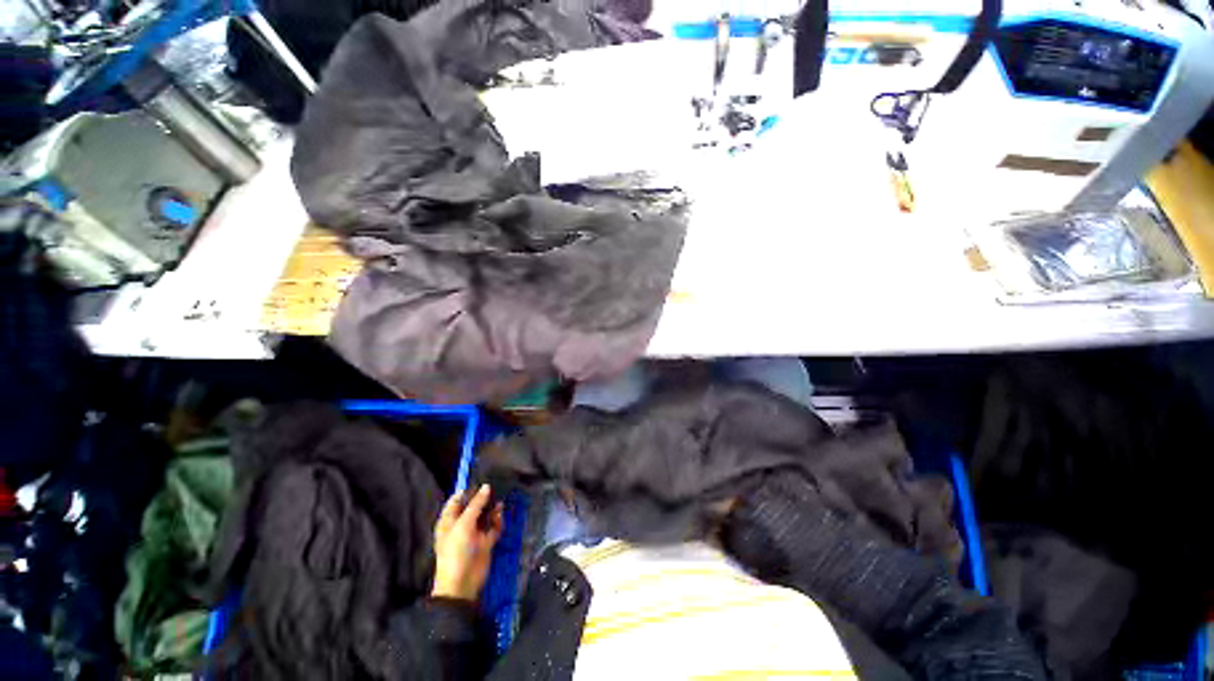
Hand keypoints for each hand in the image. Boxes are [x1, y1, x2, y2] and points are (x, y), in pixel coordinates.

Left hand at [432, 484, 503, 601]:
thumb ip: (476, 504)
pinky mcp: (486, 541)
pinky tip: (500, 516)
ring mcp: (474, 532)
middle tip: (495, 489)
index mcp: (449, 520)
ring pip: (485, 515)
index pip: (457, 500)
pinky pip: (494, 526)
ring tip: (498, 503)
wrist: (463, 582)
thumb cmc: (456, 550)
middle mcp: (462, 524)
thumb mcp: (464, 524)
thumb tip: (487, 486)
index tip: (482, 481)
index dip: (468, 490)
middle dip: (484, 498)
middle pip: (474, 506)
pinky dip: (497, 521)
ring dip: (492, 509)